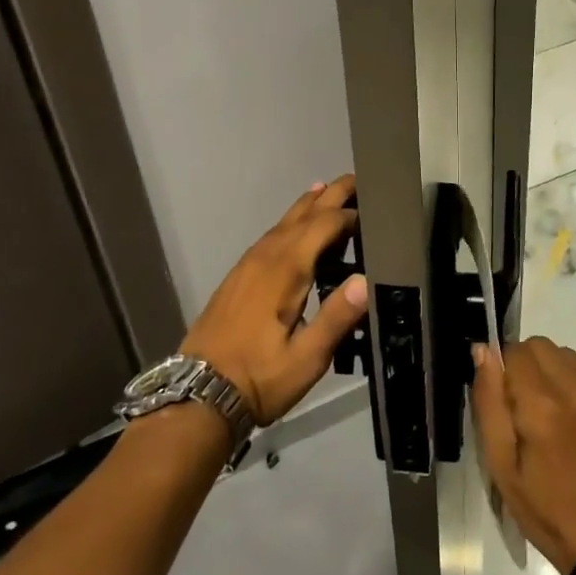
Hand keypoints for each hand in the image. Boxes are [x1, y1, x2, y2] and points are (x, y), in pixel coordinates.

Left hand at [178, 175, 366, 424]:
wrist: (198, 395)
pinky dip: (290, 223)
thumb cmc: (258, 378)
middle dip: (330, 195)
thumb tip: (367, 279)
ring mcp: (248, 264)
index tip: (377, 214)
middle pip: (302, 214)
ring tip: (329, 190)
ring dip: (309, 205)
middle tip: (357, 179)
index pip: (324, 225)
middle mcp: (266, 257)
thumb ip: (337, 318)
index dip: (350, 216)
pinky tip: (293, 229)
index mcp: (285, 269)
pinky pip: (270, 236)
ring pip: (283, 222)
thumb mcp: (306, 358)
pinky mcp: (238, 276)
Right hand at [472, 336, 575, 574]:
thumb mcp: (503, 468)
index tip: (505, 403)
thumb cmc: (550, 514)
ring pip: (568, 357)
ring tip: (556, 420)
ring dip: (554, 375)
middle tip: (527, 411)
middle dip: (526, 368)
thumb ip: (489, 402)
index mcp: (543, 406)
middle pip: (541, 346)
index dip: (502, 372)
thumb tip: (483, 352)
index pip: (513, 351)